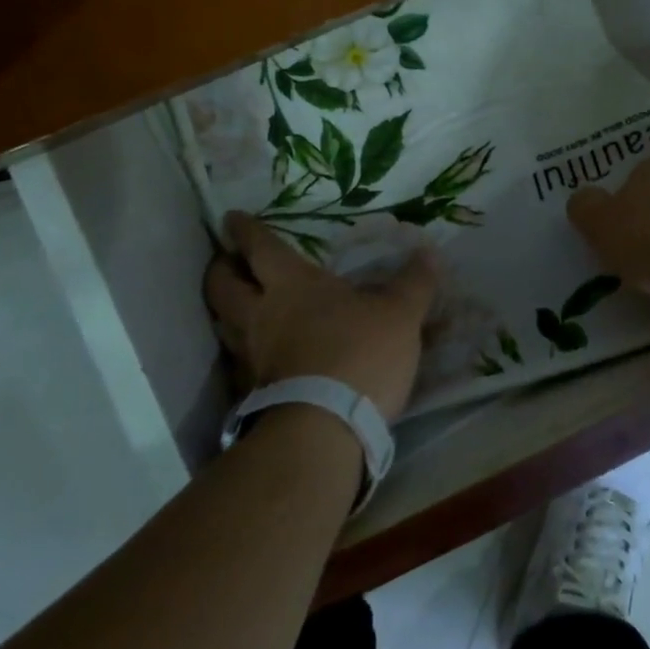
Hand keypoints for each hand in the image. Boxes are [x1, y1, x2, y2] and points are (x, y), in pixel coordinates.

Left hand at [205, 213, 437, 420]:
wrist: (325, 430)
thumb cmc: (359, 354)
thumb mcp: (400, 314)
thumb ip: (414, 283)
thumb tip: (429, 253)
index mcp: (293, 285)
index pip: (261, 248)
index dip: (245, 230)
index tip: (231, 218)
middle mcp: (263, 315)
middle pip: (223, 286)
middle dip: (221, 270)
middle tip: (224, 261)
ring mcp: (254, 357)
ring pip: (224, 325)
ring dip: (224, 311)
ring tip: (236, 306)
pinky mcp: (256, 395)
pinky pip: (241, 363)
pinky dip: (245, 352)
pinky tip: (261, 356)